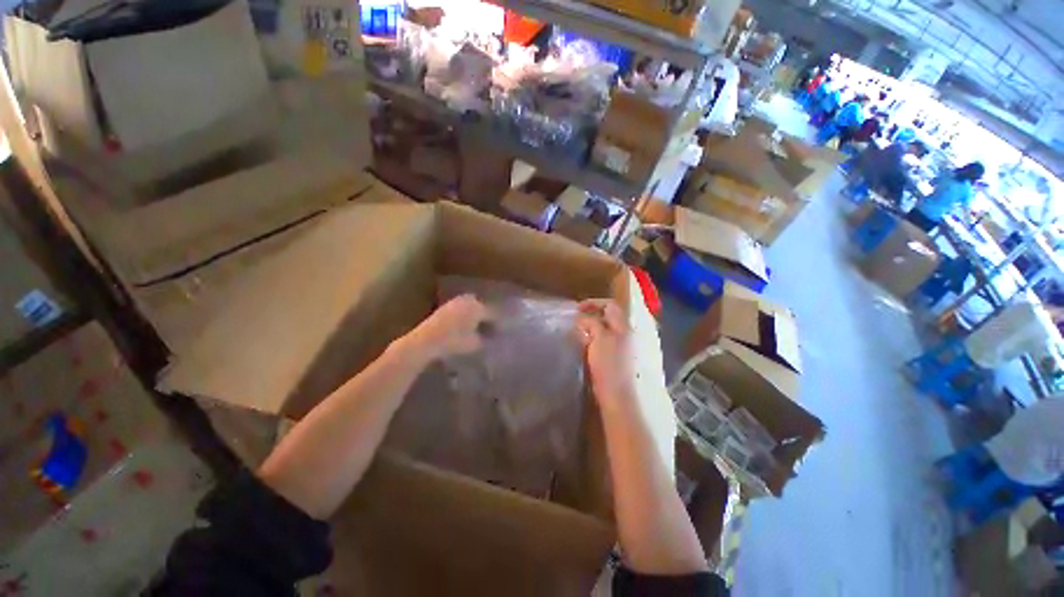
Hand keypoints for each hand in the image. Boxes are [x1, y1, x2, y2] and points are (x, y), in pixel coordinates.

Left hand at [402, 295, 491, 363]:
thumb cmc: (454, 341)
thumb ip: (485, 339)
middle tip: (491, 328)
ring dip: (475, 315)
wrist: (426, 340)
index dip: (499, 323)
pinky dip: (465, 316)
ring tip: (478, 327)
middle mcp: (468, 300)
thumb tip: (490, 338)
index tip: (502, 331)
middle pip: (483, 308)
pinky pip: (460, 309)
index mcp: (478, 307)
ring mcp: (455, 302)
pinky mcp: (444, 307)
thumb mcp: (474, 344)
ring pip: (471, 307)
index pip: (494, 314)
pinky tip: (465, 326)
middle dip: (487, 317)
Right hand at [577, 299, 636, 407]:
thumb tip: (581, 318)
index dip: (593, 303)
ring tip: (577, 331)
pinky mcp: (615, 357)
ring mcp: (622, 346)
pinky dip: (593, 338)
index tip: (576, 308)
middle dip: (591, 315)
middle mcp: (625, 333)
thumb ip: (591, 323)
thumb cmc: (609, 364)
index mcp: (624, 326)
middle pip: (608, 316)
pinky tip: (583, 344)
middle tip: (575, 319)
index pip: (610, 305)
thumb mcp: (599, 338)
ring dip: (591, 327)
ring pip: (604, 329)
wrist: (617, 395)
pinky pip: (603, 341)